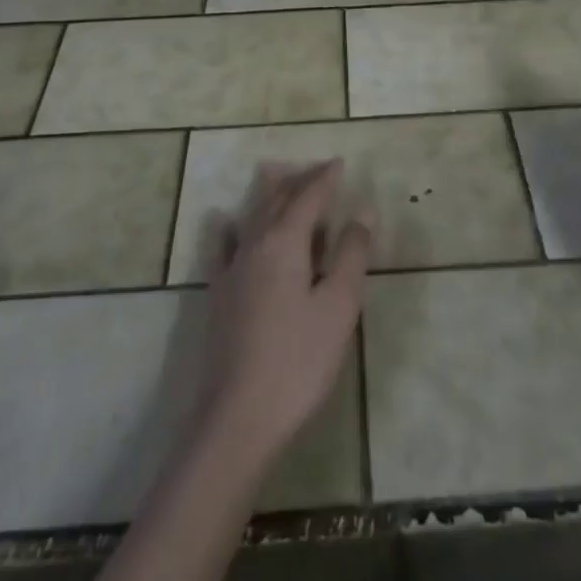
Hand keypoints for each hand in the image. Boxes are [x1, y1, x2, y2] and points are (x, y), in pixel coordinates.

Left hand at [198, 160, 371, 463]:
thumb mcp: (338, 307)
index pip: (308, 196)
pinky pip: (223, 245)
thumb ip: (350, 255)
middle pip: (277, 198)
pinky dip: (229, 226)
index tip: (339, 163)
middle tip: (317, 169)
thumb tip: (362, 212)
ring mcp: (232, 268)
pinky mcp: (218, 294)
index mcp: (286, 241)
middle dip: (299, 180)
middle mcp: (255, 243)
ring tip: (276, 175)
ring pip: (251, 215)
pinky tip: (225, 222)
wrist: (238, 417)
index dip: (325, 178)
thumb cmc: (298, 361)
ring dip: (269, 193)